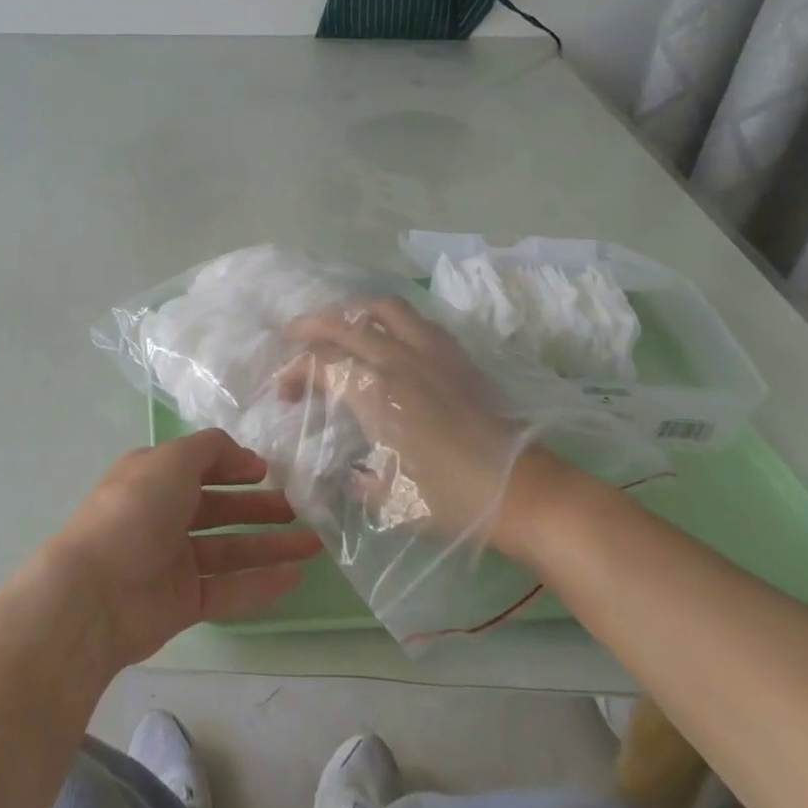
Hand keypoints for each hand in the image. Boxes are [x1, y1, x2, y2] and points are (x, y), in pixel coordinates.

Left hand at [42, 431, 323, 671]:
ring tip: (314, 543)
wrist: (95, 592)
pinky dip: (259, 583)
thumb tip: (244, 454)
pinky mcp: (183, 603)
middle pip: (220, 509)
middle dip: (260, 507)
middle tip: (302, 508)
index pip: (199, 466)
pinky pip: (228, 590)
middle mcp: (163, 514)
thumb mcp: (172, 460)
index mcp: (153, 477)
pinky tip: (294, 576)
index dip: (233, 466)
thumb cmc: (134, 510)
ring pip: (230, 550)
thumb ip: (211, 449)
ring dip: (270, 545)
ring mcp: (173, 560)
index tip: (269, 471)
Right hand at [278, 295, 573, 555]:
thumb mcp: (389, 500)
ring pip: (381, 307)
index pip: (319, 364)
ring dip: (351, 310)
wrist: (524, 492)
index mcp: (374, 394)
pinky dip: (391, 319)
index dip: (292, 372)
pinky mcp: (456, 355)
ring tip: (340, 324)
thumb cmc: (452, 500)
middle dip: (308, 326)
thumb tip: (342, 472)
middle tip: (291, 337)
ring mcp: (429, 351)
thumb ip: (355, 480)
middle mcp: (397, 360)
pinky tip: (389, 336)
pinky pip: (416, 320)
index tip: (283, 392)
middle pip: (341, 322)